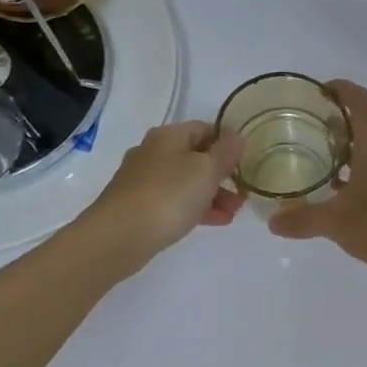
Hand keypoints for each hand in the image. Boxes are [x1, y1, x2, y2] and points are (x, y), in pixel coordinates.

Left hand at [78, 121, 245, 271]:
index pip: (206, 128)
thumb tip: (237, 137)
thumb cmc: (168, 196)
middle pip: (197, 156)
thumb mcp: (206, 170)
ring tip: (233, 213)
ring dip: (214, 194)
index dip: (229, 143)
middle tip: (243, 194)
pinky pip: (175, 200)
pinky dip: (196, 207)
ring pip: (187, 181)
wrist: (118, 237)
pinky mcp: (139, 205)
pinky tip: (215, 222)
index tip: (248, 163)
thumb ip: (226, 152)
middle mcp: (154, 152)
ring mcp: (144, 180)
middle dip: (224, 175)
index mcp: (169, 136)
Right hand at [267, 81, 366, 275]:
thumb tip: (272, 222)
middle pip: (363, 124)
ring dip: (347, 150)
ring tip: (318, 163)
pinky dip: (360, 169)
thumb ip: (303, 219)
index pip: (358, 100)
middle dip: (335, 124)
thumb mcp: (336, 224)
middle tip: (305, 132)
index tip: (316, 91)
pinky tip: (343, 192)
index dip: (338, 88)